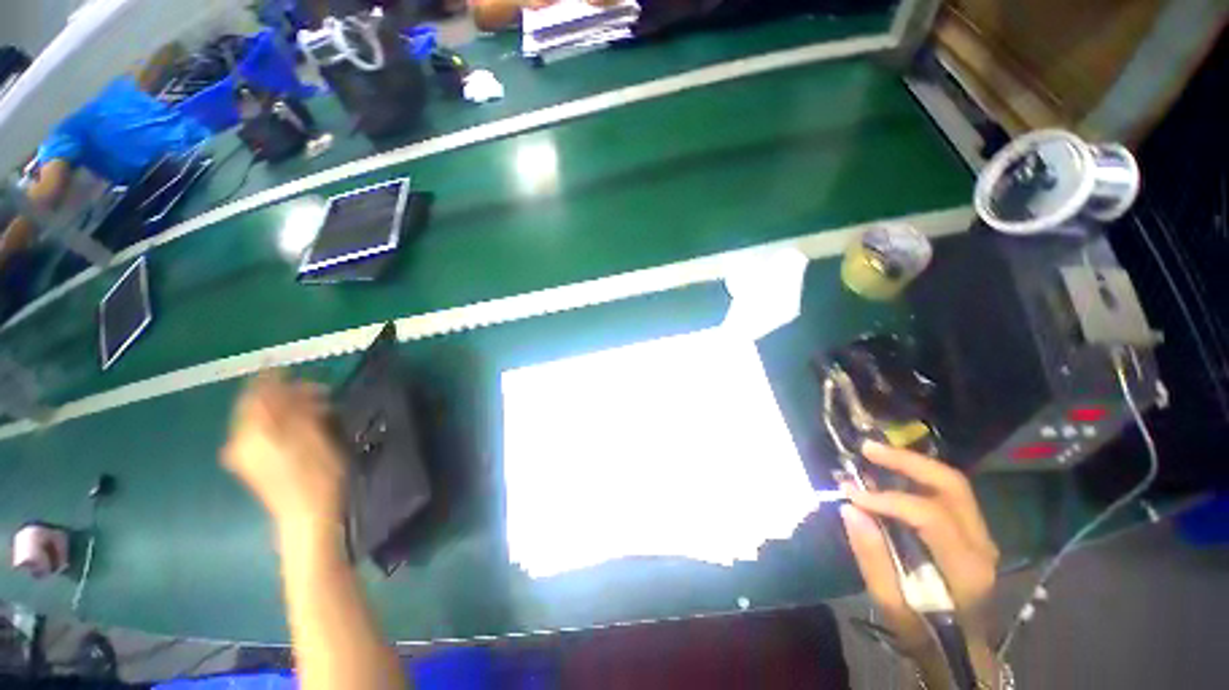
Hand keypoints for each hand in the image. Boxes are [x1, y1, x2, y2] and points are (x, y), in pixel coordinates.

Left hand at [222, 372, 347, 534]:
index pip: (255, 392)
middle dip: (288, 395)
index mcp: (251, 431)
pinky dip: (283, 424)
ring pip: (263, 419)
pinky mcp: (252, 463)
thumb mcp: (311, 434)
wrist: (307, 516)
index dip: (274, 377)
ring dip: (289, 410)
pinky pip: (263, 432)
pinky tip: (305, 428)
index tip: (294, 369)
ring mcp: (243, 453)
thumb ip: (292, 405)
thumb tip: (282, 382)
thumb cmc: (316, 473)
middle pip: (258, 405)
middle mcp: (239, 439)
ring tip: (319, 411)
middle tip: (320, 395)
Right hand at [840, 441, 998, 657]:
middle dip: (907, 461)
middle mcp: (982, 544)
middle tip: (867, 449)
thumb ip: (872, 557)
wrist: (963, 652)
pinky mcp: (972, 533)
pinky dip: (918, 476)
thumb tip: (849, 508)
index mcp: (965, 568)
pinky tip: (893, 472)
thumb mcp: (892, 605)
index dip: (888, 499)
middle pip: (951, 486)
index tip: (850, 493)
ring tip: (875, 453)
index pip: (930, 516)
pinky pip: (948, 493)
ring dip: (912, 463)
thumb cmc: (925, 633)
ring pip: (952, 484)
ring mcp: (981, 536)